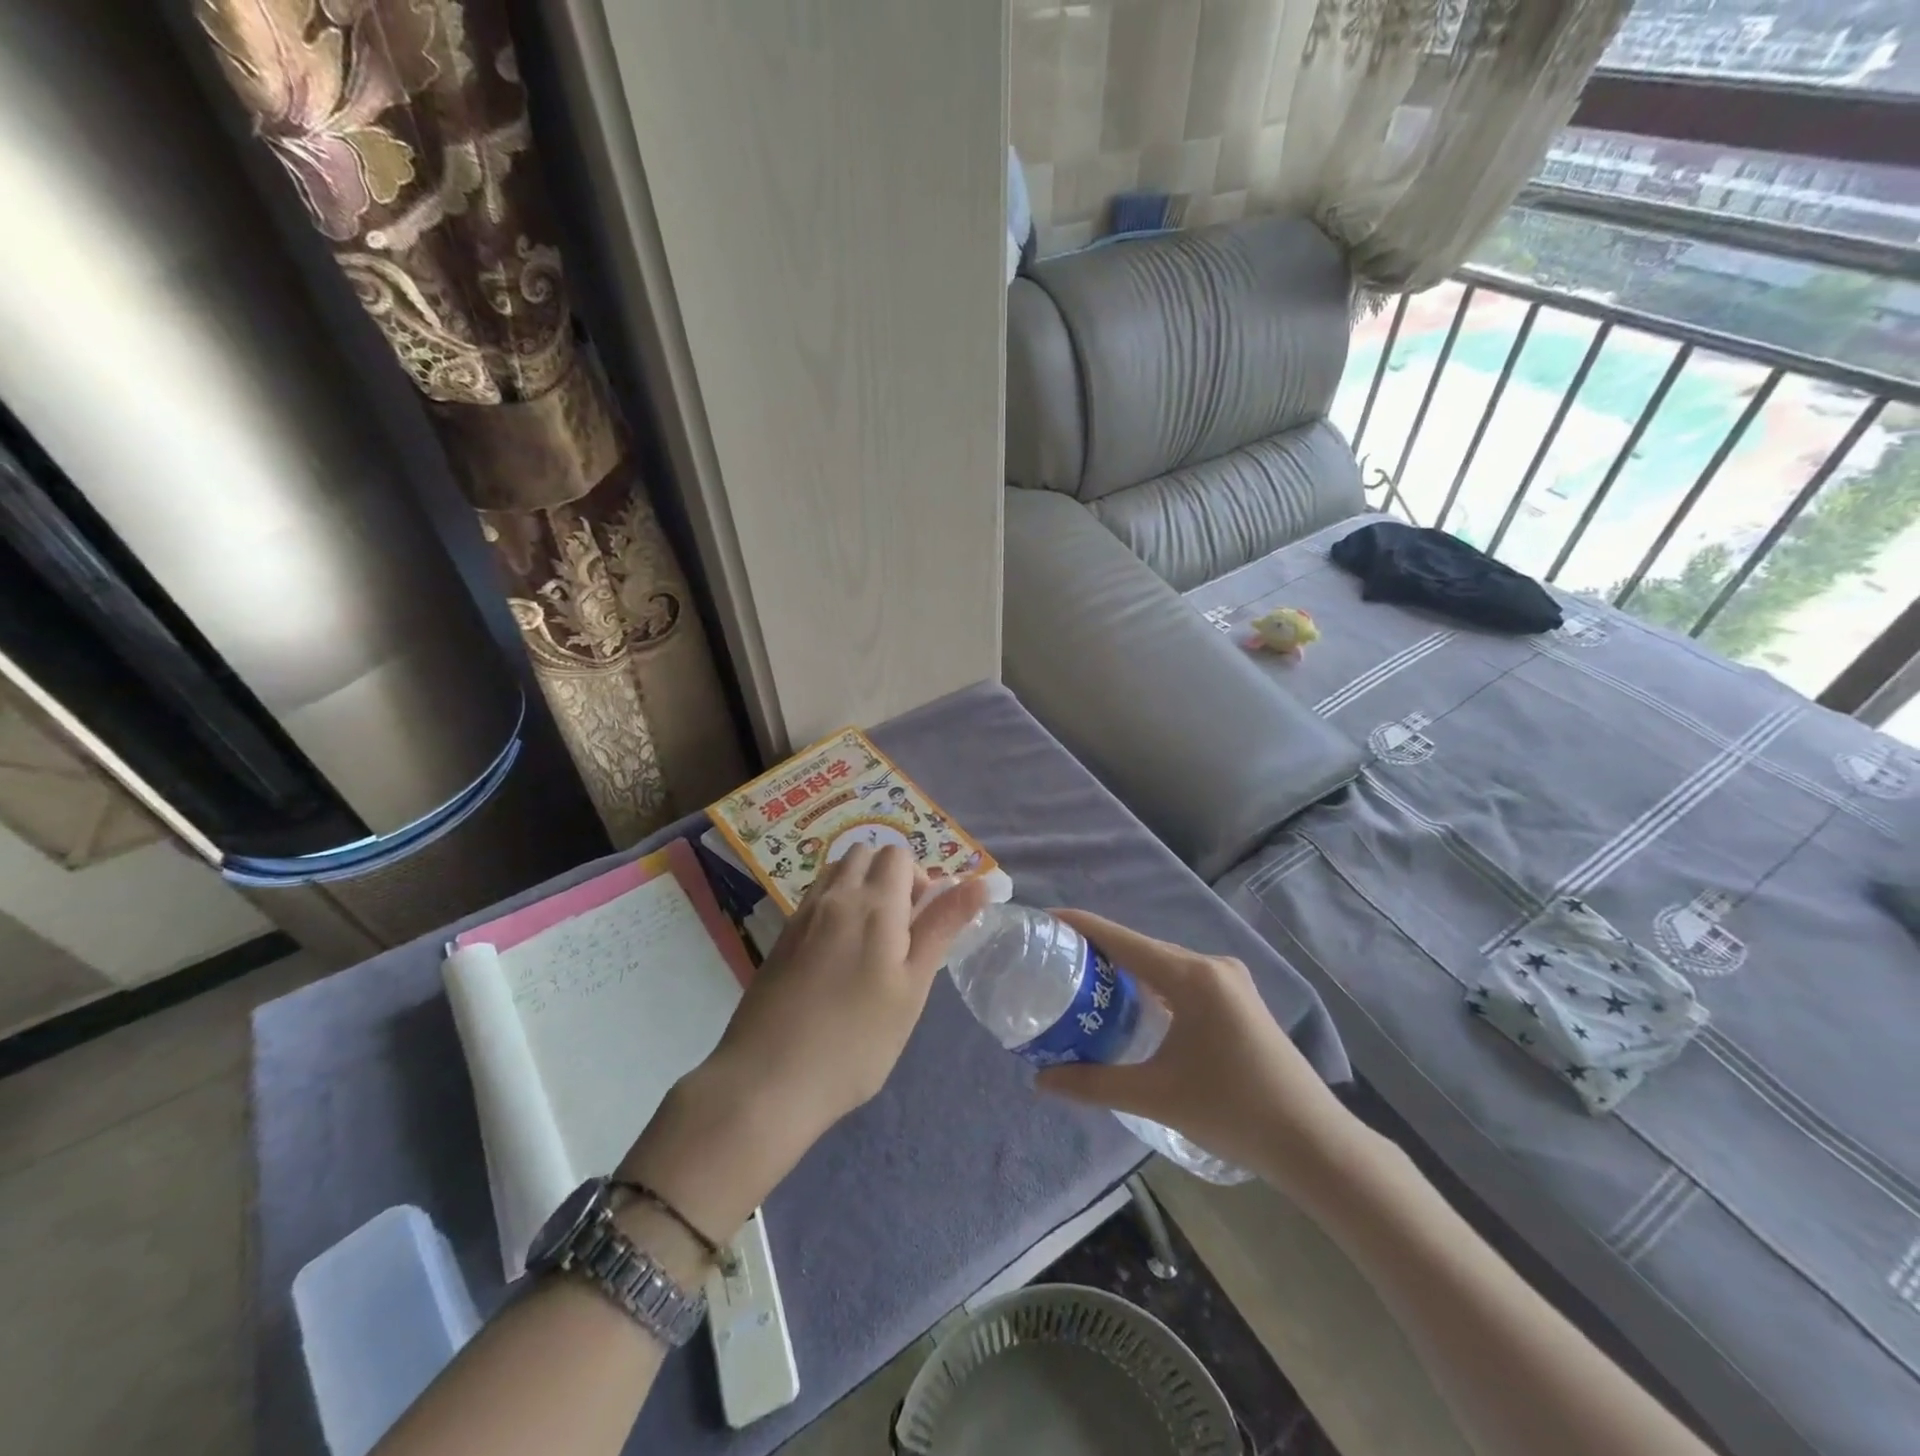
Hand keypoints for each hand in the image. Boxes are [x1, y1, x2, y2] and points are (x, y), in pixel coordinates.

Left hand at [618, 845, 988, 1236]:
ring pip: (837, 872)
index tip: (922, 924)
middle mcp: (834, 896)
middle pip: (865, 853)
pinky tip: (837, 957)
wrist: (767, 1082)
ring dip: (860, 886)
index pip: (898, 855)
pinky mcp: (781, 937)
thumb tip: (979, 882)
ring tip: (870, 941)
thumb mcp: (912, 986)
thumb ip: (942, 927)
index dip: (918, 879)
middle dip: (889, 876)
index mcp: (873, 903)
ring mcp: (802, 915)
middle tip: (900, 930)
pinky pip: (815, 898)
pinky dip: (834, 906)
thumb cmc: (856, 1040)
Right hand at [1034, 910, 1351, 1188]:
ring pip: (1163, 965)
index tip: (1045, 920)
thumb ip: (1093, 1083)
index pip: (1122, 939)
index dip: (1081, 926)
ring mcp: (1230, 982)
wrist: (1314, 1143)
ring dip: (1126, 971)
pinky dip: (1152, 987)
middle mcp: (1211, 966)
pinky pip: (1182, 980)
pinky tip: (1132, 1005)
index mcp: (1192, 976)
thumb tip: (1040, 1080)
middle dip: (1099, 951)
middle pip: (1142, 949)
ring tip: (1084, 982)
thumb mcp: (1155, 1096)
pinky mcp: (1239, 1000)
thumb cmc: (1233, 1112)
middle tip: (1055, 962)